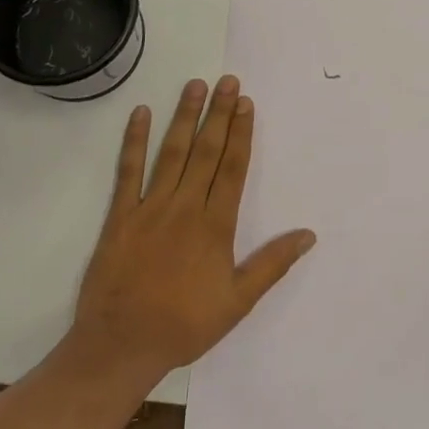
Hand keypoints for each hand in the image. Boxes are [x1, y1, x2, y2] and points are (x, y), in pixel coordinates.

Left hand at [67, 76, 315, 389]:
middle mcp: (185, 207)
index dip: (241, 133)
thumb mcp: (237, 302)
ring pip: (172, 153)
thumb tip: (308, 234)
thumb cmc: (184, 326)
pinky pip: (128, 171)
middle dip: (219, 114)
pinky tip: (141, 113)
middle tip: (228, 81)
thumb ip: (272, 264)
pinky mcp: (120, 216)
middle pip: (206, 151)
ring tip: (195, 85)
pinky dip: (134, 141)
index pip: (232, 168)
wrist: (121, 346)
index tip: (246, 104)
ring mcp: (150, 208)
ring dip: (185, 116)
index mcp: (215, 226)